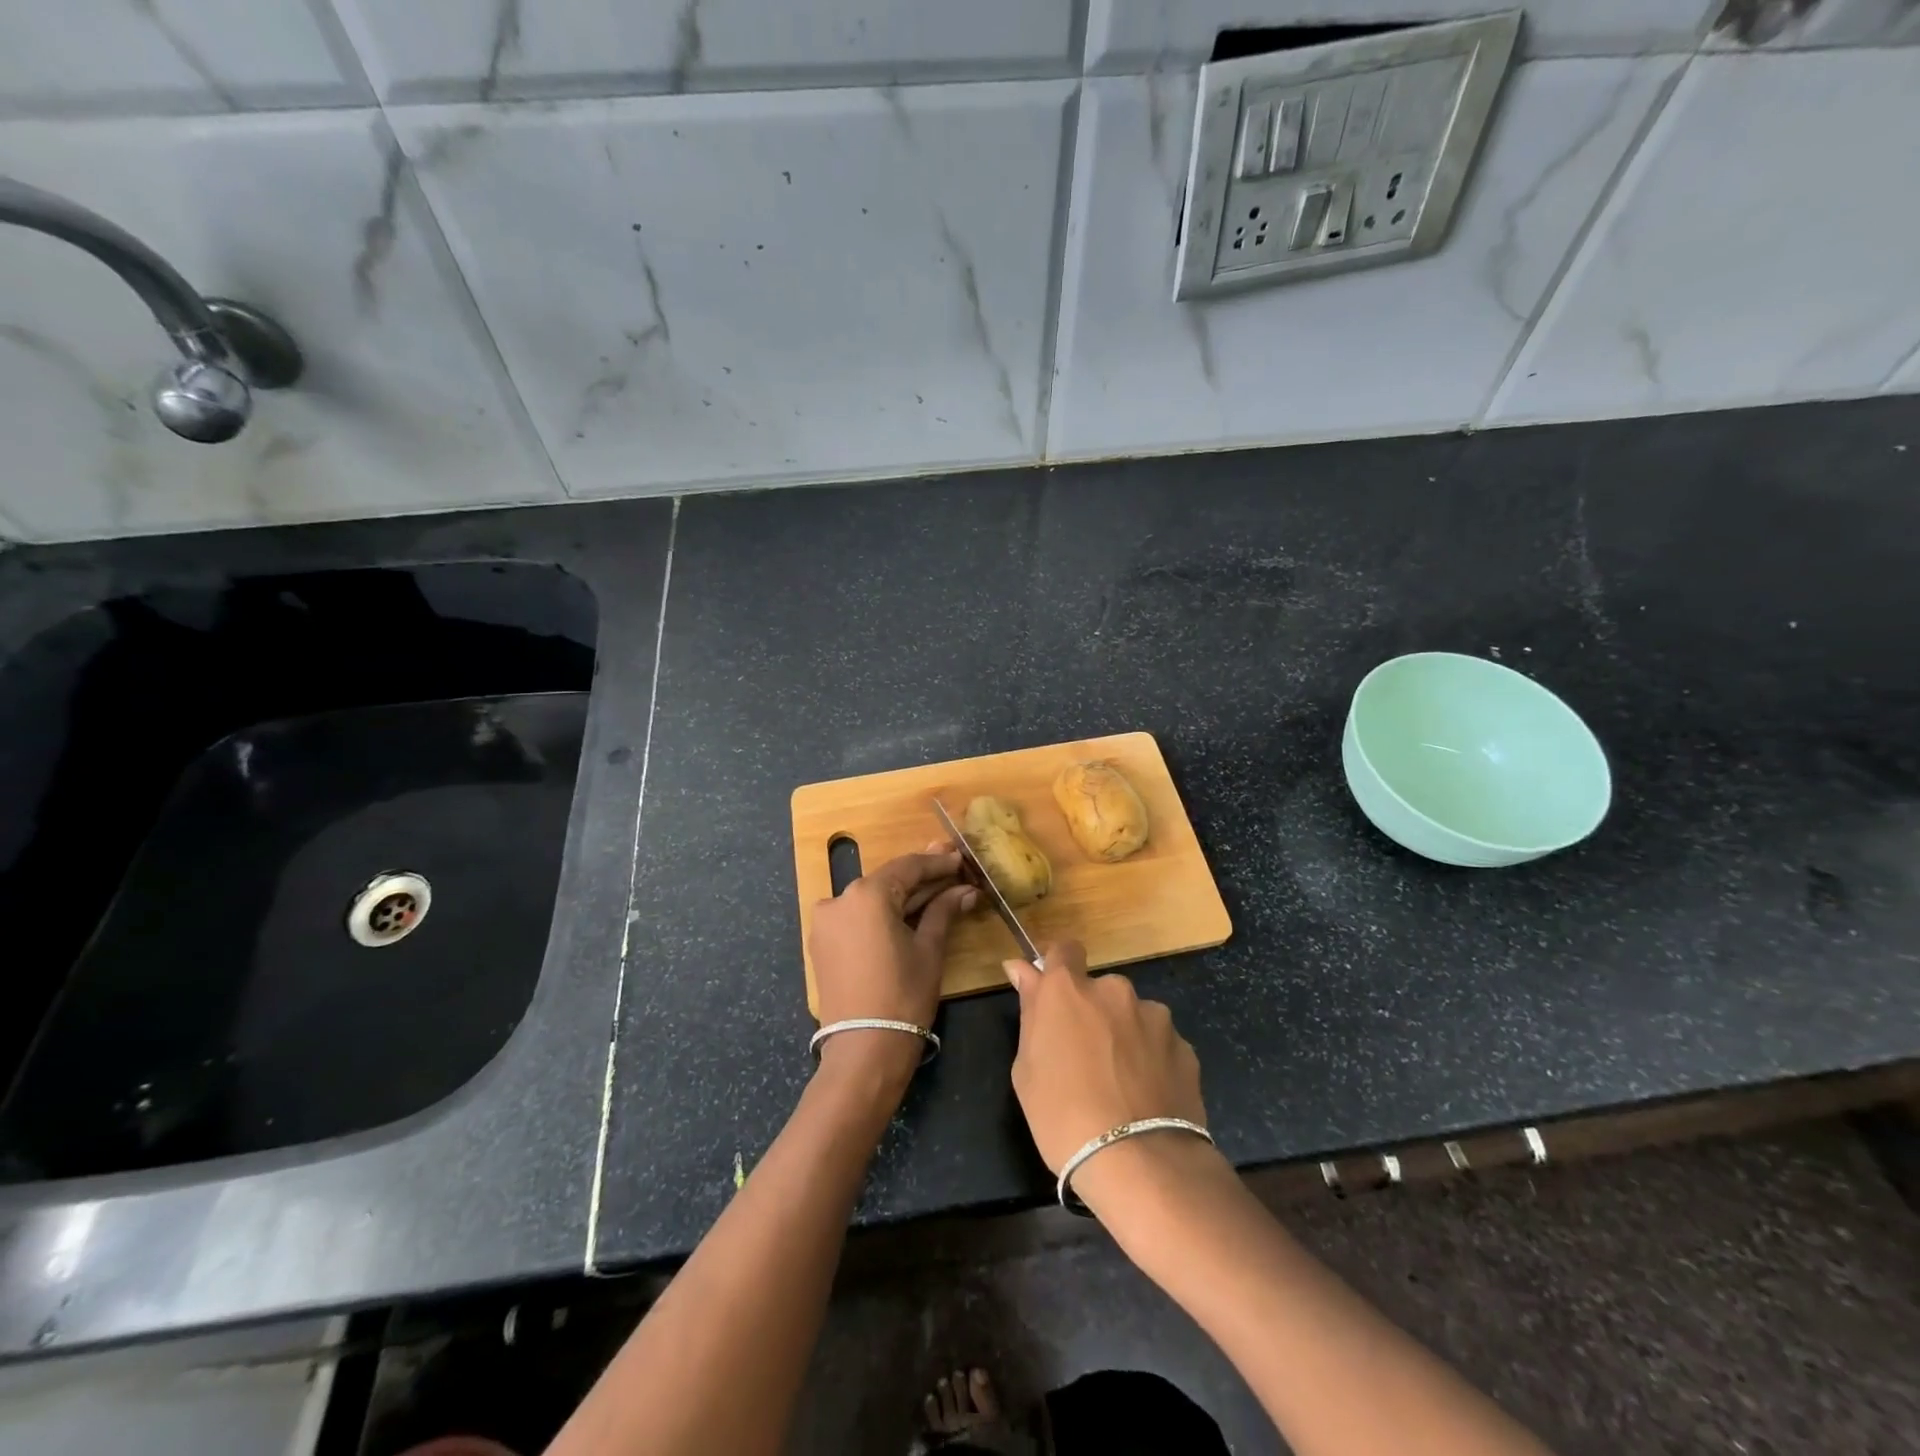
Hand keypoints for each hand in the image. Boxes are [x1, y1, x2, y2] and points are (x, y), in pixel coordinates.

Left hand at [809, 843, 976, 1085]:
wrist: (864, 1050)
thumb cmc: (904, 995)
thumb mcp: (929, 949)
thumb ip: (943, 911)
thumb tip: (966, 890)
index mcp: (866, 894)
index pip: (908, 867)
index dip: (937, 862)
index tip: (960, 858)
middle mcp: (839, 899)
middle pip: (888, 880)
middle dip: (921, 877)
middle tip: (952, 868)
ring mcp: (826, 921)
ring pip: (872, 898)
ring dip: (903, 895)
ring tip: (936, 889)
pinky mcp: (822, 942)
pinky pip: (857, 917)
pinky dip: (882, 914)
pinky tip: (907, 913)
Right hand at [1003, 942, 1215, 1209]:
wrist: (1140, 1164)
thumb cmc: (1063, 1116)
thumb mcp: (1026, 1069)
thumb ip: (1029, 1011)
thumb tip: (1021, 969)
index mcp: (1068, 989)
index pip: (1064, 949)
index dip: (1058, 968)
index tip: (1053, 996)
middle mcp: (1114, 990)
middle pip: (1100, 990)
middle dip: (1093, 1013)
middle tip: (1085, 1059)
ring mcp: (1154, 1016)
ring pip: (1132, 1017)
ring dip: (1125, 1037)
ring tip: (1121, 1086)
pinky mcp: (1184, 1046)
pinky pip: (1159, 1044)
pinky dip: (1152, 1061)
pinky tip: (1146, 1099)